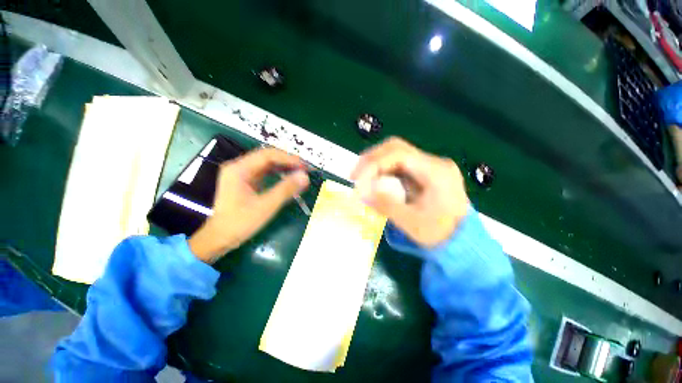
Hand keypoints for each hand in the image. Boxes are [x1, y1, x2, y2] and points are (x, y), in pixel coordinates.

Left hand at [188, 148, 309, 262]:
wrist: (220, 238)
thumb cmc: (240, 223)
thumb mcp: (266, 206)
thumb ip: (286, 189)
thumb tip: (305, 176)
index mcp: (239, 169)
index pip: (267, 155)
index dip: (288, 158)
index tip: (304, 166)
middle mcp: (239, 167)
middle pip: (267, 157)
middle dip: (287, 161)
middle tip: (305, 168)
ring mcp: (242, 174)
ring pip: (267, 164)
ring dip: (284, 167)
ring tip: (300, 172)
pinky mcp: (246, 182)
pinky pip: (265, 173)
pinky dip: (278, 174)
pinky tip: (289, 178)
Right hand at [351, 137, 467, 247]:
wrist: (460, 240)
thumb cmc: (439, 234)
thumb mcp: (411, 223)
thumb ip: (386, 205)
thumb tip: (362, 192)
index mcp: (437, 172)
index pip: (399, 155)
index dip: (374, 164)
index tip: (357, 180)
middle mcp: (434, 162)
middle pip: (396, 148)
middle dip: (371, 159)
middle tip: (354, 175)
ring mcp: (428, 165)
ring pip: (395, 153)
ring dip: (374, 163)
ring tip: (360, 178)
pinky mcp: (422, 171)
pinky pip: (397, 164)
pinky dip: (381, 170)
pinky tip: (373, 180)